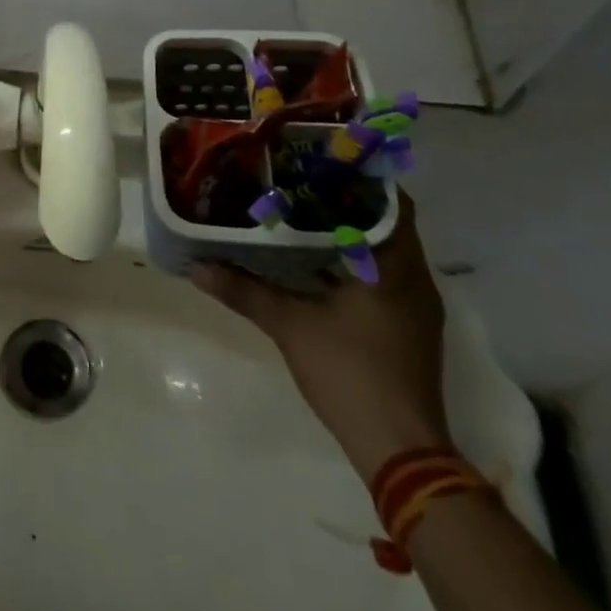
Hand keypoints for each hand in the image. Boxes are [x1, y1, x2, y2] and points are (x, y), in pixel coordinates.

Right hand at [189, 191, 452, 481]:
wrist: (401, 451)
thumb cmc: (350, 373)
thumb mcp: (289, 326)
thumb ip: (244, 291)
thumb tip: (196, 267)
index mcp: (394, 267)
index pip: (392, 201)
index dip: (360, 176)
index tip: (321, 159)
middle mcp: (413, 279)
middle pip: (387, 222)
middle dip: (346, 199)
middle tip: (300, 179)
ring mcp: (414, 306)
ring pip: (384, 250)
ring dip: (350, 231)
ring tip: (301, 210)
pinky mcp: (407, 327)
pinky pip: (383, 275)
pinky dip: (354, 260)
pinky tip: (315, 260)